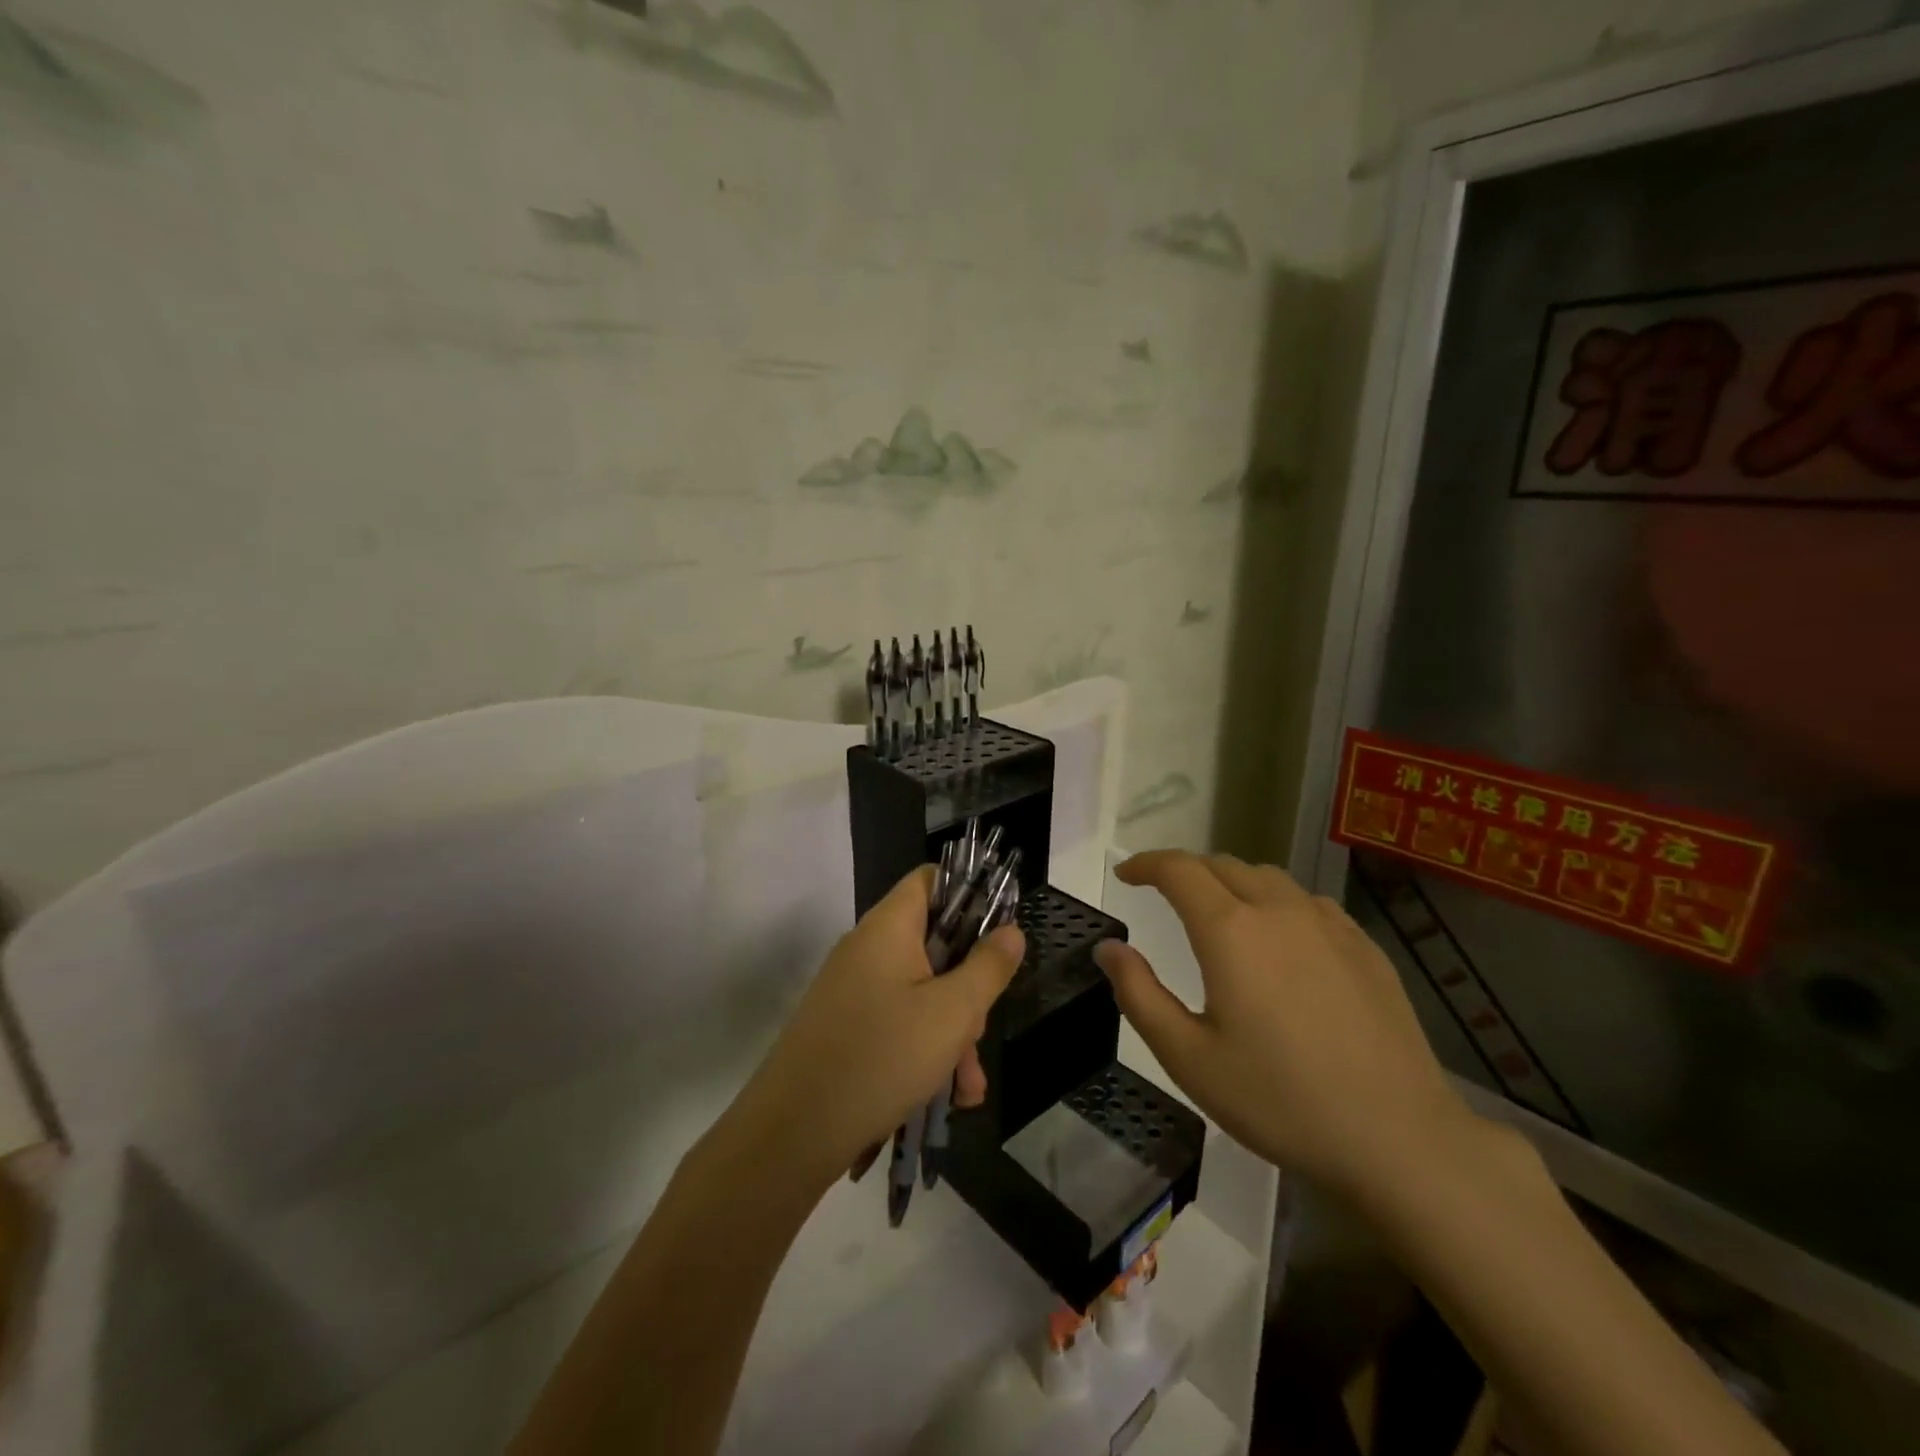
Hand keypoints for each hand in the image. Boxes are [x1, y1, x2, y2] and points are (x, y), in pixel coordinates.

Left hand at [728, 865, 1024, 1191]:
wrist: (791, 1133)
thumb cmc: (881, 1057)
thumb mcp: (952, 1013)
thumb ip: (988, 967)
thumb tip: (1011, 930)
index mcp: (889, 927)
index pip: (931, 880)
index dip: (969, 894)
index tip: (999, 933)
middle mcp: (868, 949)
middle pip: (934, 945)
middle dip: (967, 990)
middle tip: (978, 1033)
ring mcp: (853, 990)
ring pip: (920, 993)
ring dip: (951, 1035)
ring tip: (966, 1089)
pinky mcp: (845, 1028)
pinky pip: (897, 1024)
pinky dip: (923, 1052)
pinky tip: (944, 1099)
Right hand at [1093, 850, 1477, 1200]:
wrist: (1398, 1139)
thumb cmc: (1279, 1101)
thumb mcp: (1188, 1058)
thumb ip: (1138, 994)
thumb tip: (1108, 947)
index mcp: (1230, 931)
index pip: (1178, 869)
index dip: (1146, 863)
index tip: (1126, 874)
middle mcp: (1278, 910)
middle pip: (1222, 865)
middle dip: (1186, 871)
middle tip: (1164, 896)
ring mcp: (1328, 925)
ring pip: (1267, 878)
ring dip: (1231, 882)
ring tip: (1220, 912)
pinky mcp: (1364, 946)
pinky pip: (1308, 902)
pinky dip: (1277, 902)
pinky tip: (1281, 938)